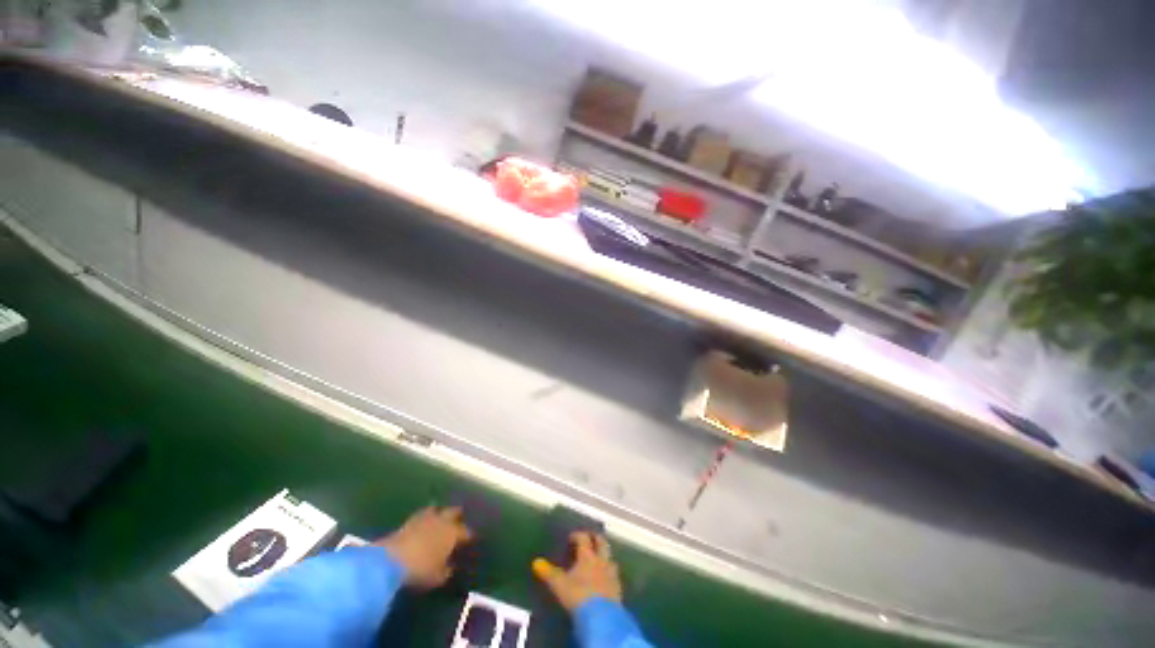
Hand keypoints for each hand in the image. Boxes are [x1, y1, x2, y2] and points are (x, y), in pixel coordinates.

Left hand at [375, 507, 472, 588]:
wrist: (391, 561)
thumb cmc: (420, 570)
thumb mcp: (437, 577)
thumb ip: (446, 571)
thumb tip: (450, 568)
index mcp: (453, 533)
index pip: (465, 532)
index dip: (468, 536)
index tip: (471, 540)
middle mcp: (442, 521)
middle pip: (454, 512)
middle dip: (457, 516)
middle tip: (458, 522)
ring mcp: (425, 518)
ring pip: (437, 509)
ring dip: (439, 513)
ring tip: (440, 518)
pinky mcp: (408, 520)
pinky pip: (421, 514)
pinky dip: (424, 517)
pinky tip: (423, 523)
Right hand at [532, 532, 621, 611]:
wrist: (601, 616)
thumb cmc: (578, 595)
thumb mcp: (560, 585)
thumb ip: (549, 573)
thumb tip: (536, 562)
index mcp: (587, 556)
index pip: (583, 538)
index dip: (577, 535)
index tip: (571, 537)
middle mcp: (601, 559)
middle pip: (601, 542)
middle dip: (595, 538)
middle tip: (589, 538)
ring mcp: (611, 572)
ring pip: (610, 556)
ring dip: (604, 554)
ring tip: (598, 557)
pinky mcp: (617, 586)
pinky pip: (614, 573)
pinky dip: (609, 570)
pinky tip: (605, 576)